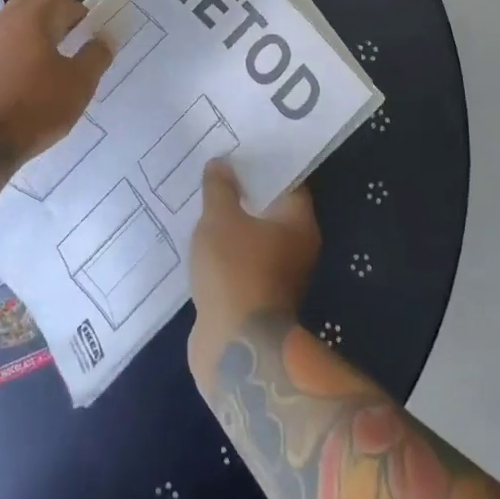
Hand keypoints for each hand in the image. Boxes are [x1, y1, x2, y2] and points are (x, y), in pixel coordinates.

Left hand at [0, 0, 111, 162]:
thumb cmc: (35, 107)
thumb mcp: (79, 83)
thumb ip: (96, 56)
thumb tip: (103, 38)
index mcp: (30, 17)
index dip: (79, 14)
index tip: (90, 36)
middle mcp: (2, 22)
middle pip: (33, 8)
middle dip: (54, 22)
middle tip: (71, 45)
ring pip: (14, 29)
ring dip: (33, 40)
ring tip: (49, 68)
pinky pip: (0, 51)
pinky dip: (15, 58)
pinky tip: (24, 85)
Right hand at [187, 159, 320, 390]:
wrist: (235, 349)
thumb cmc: (235, 271)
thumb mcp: (220, 219)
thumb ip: (220, 188)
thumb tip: (221, 163)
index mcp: (298, 222)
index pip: (287, 180)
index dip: (264, 163)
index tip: (239, 149)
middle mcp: (297, 247)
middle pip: (271, 209)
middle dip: (245, 192)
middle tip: (216, 170)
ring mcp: (279, 276)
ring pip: (254, 237)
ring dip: (234, 223)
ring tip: (204, 200)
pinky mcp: (257, 298)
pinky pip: (242, 261)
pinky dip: (226, 250)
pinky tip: (201, 238)